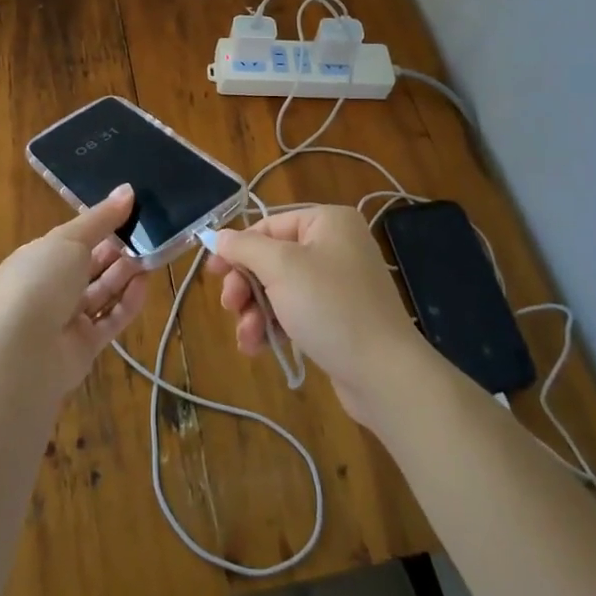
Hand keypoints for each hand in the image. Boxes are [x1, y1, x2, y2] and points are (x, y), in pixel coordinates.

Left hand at [0, 185, 151, 398]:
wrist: (23, 352)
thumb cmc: (41, 282)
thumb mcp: (70, 239)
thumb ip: (101, 218)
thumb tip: (128, 190)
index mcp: (38, 258)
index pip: (73, 238)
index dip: (100, 225)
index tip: (131, 212)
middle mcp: (50, 288)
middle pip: (90, 265)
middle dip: (117, 250)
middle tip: (149, 233)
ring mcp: (66, 319)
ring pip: (102, 292)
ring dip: (126, 274)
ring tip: (153, 255)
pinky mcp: (84, 345)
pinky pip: (110, 319)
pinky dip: (128, 302)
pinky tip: (146, 284)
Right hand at [205, 205, 431, 426]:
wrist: (384, 373)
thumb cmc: (331, 307)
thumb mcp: (281, 268)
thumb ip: (245, 247)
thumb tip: (218, 236)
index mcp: (328, 222)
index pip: (269, 225)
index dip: (237, 248)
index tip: (211, 272)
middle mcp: (335, 246)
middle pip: (272, 258)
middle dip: (246, 286)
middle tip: (230, 306)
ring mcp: (338, 283)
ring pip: (279, 289)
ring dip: (256, 312)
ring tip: (247, 337)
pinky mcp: (338, 317)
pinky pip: (295, 311)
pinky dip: (275, 325)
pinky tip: (259, 347)